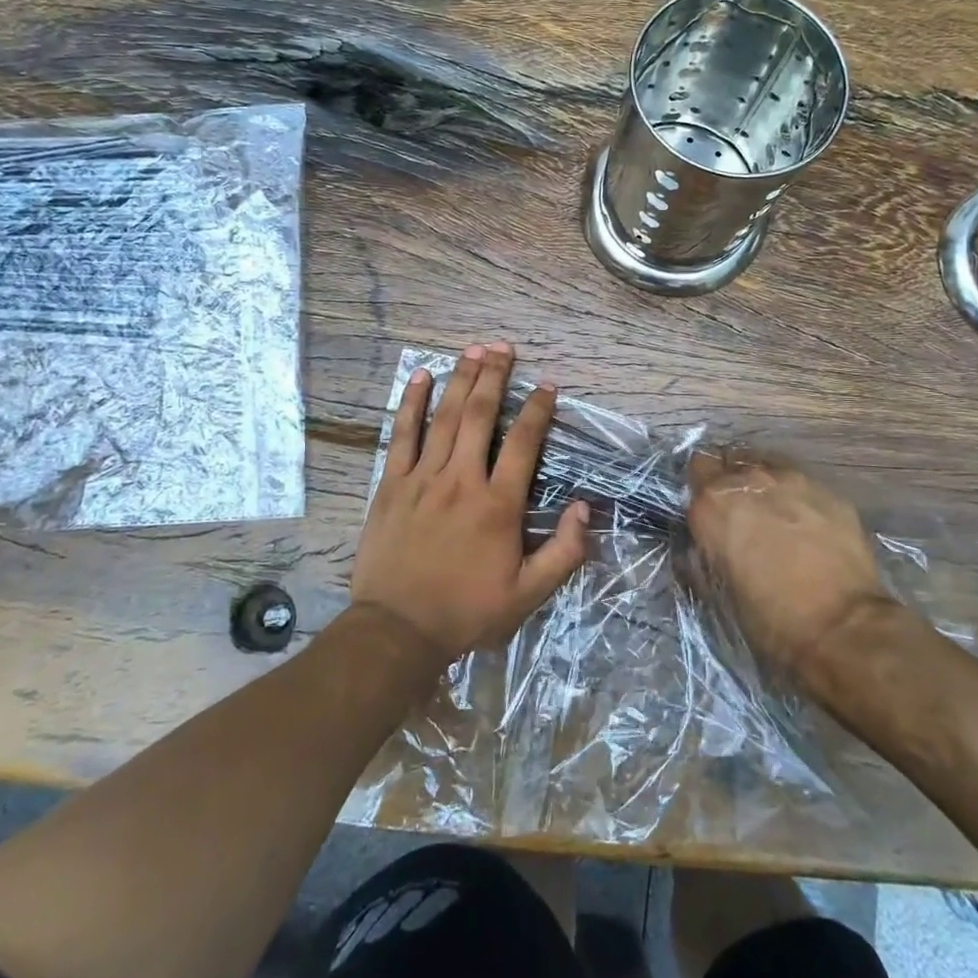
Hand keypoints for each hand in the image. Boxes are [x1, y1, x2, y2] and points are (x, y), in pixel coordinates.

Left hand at [351, 343, 589, 665]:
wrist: (397, 630)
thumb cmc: (466, 611)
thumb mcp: (527, 595)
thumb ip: (563, 553)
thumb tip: (584, 508)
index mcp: (497, 505)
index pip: (523, 443)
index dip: (537, 410)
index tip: (546, 385)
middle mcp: (461, 480)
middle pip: (480, 416)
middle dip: (494, 377)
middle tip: (503, 348)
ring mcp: (423, 479)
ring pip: (444, 418)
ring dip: (460, 379)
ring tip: (473, 350)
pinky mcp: (392, 485)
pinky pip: (402, 435)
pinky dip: (412, 404)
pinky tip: (421, 377)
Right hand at [686, 452, 895, 688]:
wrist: (841, 628)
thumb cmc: (769, 619)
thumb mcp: (719, 590)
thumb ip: (704, 555)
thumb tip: (701, 549)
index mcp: (713, 504)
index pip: (697, 470)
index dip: (703, 489)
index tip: (710, 509)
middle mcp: (748, 480)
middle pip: (731, 460)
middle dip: (732, 481)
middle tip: (742, 512)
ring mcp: (793, 480)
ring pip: (768, 464)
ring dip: (765, 484)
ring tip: (776, 514)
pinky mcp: (829, 491)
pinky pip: (803, 483)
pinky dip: (799, 498)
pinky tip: (809, 525)